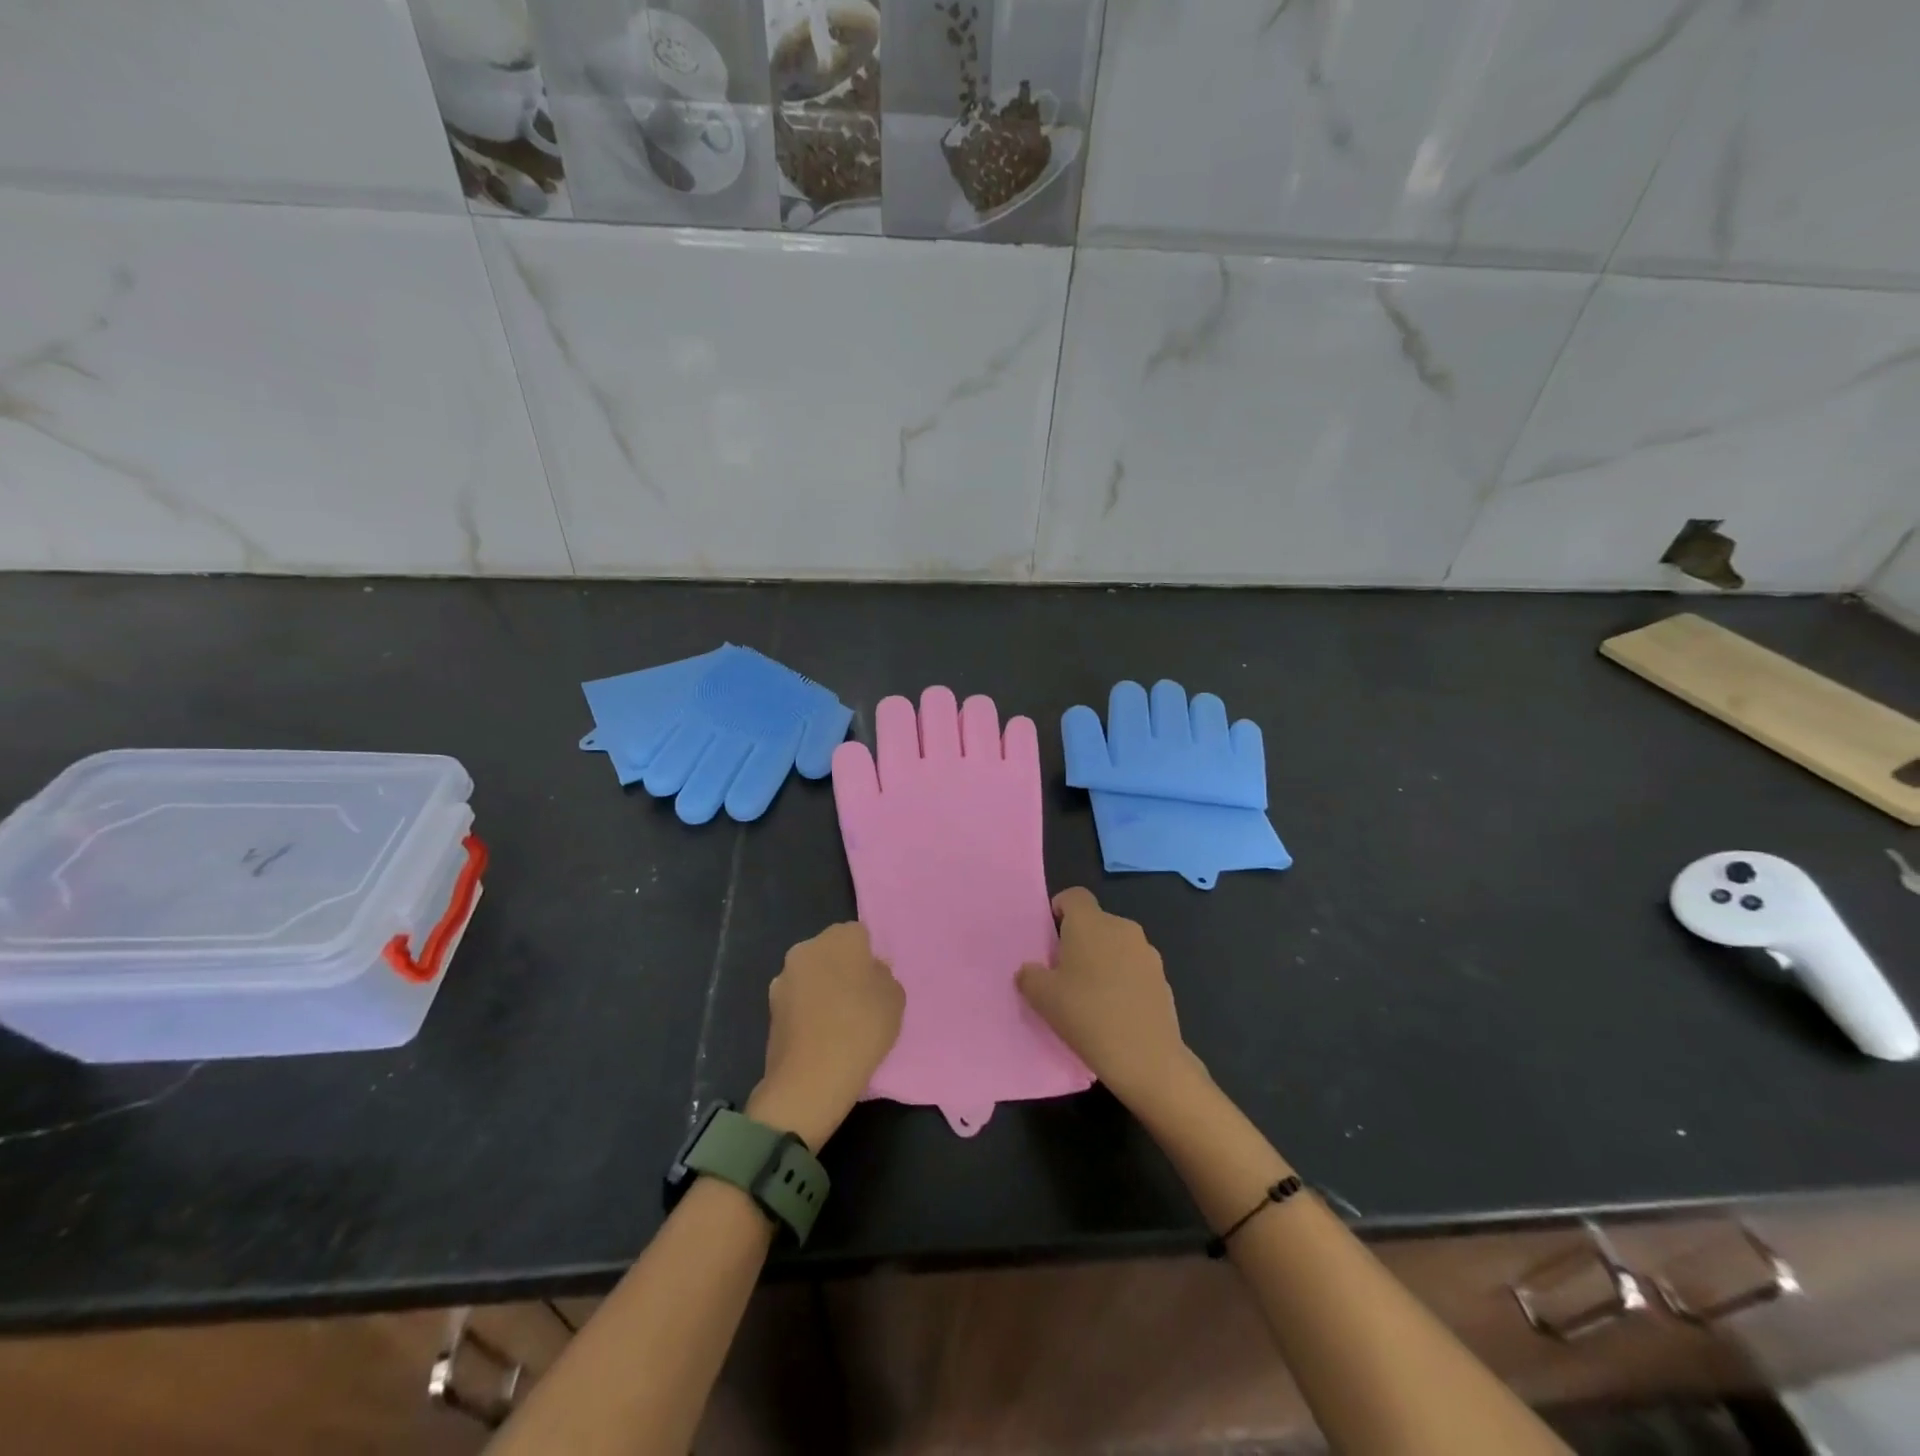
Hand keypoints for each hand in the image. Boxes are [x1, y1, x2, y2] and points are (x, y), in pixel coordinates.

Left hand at [749, 922, 903, 1150]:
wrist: (810, 1078)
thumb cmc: (862, 1029)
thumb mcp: (895, 999)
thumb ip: (883, 976)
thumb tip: (870, 971)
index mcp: (840, 937)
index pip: (859, 935)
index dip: (869, 957)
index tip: (875, 983)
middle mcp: (807, 947)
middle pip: (831, 951)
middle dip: (843, 968)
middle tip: (859, 1000)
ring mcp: (784, 977)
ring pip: (812, 974)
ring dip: (822, 988)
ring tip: (838, 1022)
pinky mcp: (770, 1006)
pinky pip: (798, 999)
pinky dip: (807, 1010)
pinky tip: (819, 1034)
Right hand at [1016, 888, 1202, 1113]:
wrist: (1146, 1057)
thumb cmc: (1086, 1015)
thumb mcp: (1042, 998)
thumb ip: (1030, 976)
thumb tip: (1030, 970)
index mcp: (1090, 922)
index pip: (1074, 896)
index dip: (1059, 909)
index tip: (1050, 937)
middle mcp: (1122, 927)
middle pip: (1096, 922)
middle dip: (1080, 940)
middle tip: (1064, 973)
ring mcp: (1147, 952)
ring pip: (1117, 945)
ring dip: (1103, 960)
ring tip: (1090, 996)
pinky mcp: (1163, 978)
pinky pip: (1134, 968)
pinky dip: (1123, 980)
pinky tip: (1115, 1011)